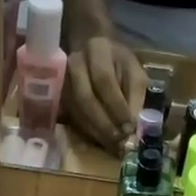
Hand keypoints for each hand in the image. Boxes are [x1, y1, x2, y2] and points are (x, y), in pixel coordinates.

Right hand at [64, 35, 147, 149]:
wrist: (91, 49)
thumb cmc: (117, 61)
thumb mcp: (134, 70)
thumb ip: (135, 95)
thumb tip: (133, 126)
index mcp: (97, 50)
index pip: (104, 81)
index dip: (116, 106)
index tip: (129, 127)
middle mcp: (75, 64)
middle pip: (85, 99)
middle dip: (104, 124)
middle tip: (120, 141)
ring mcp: (63, 81)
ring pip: (78, 112)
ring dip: (97, 132)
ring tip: (114, 145)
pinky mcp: (60, 97)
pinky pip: (74, 119)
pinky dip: (90, 133)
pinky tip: (103, 141)